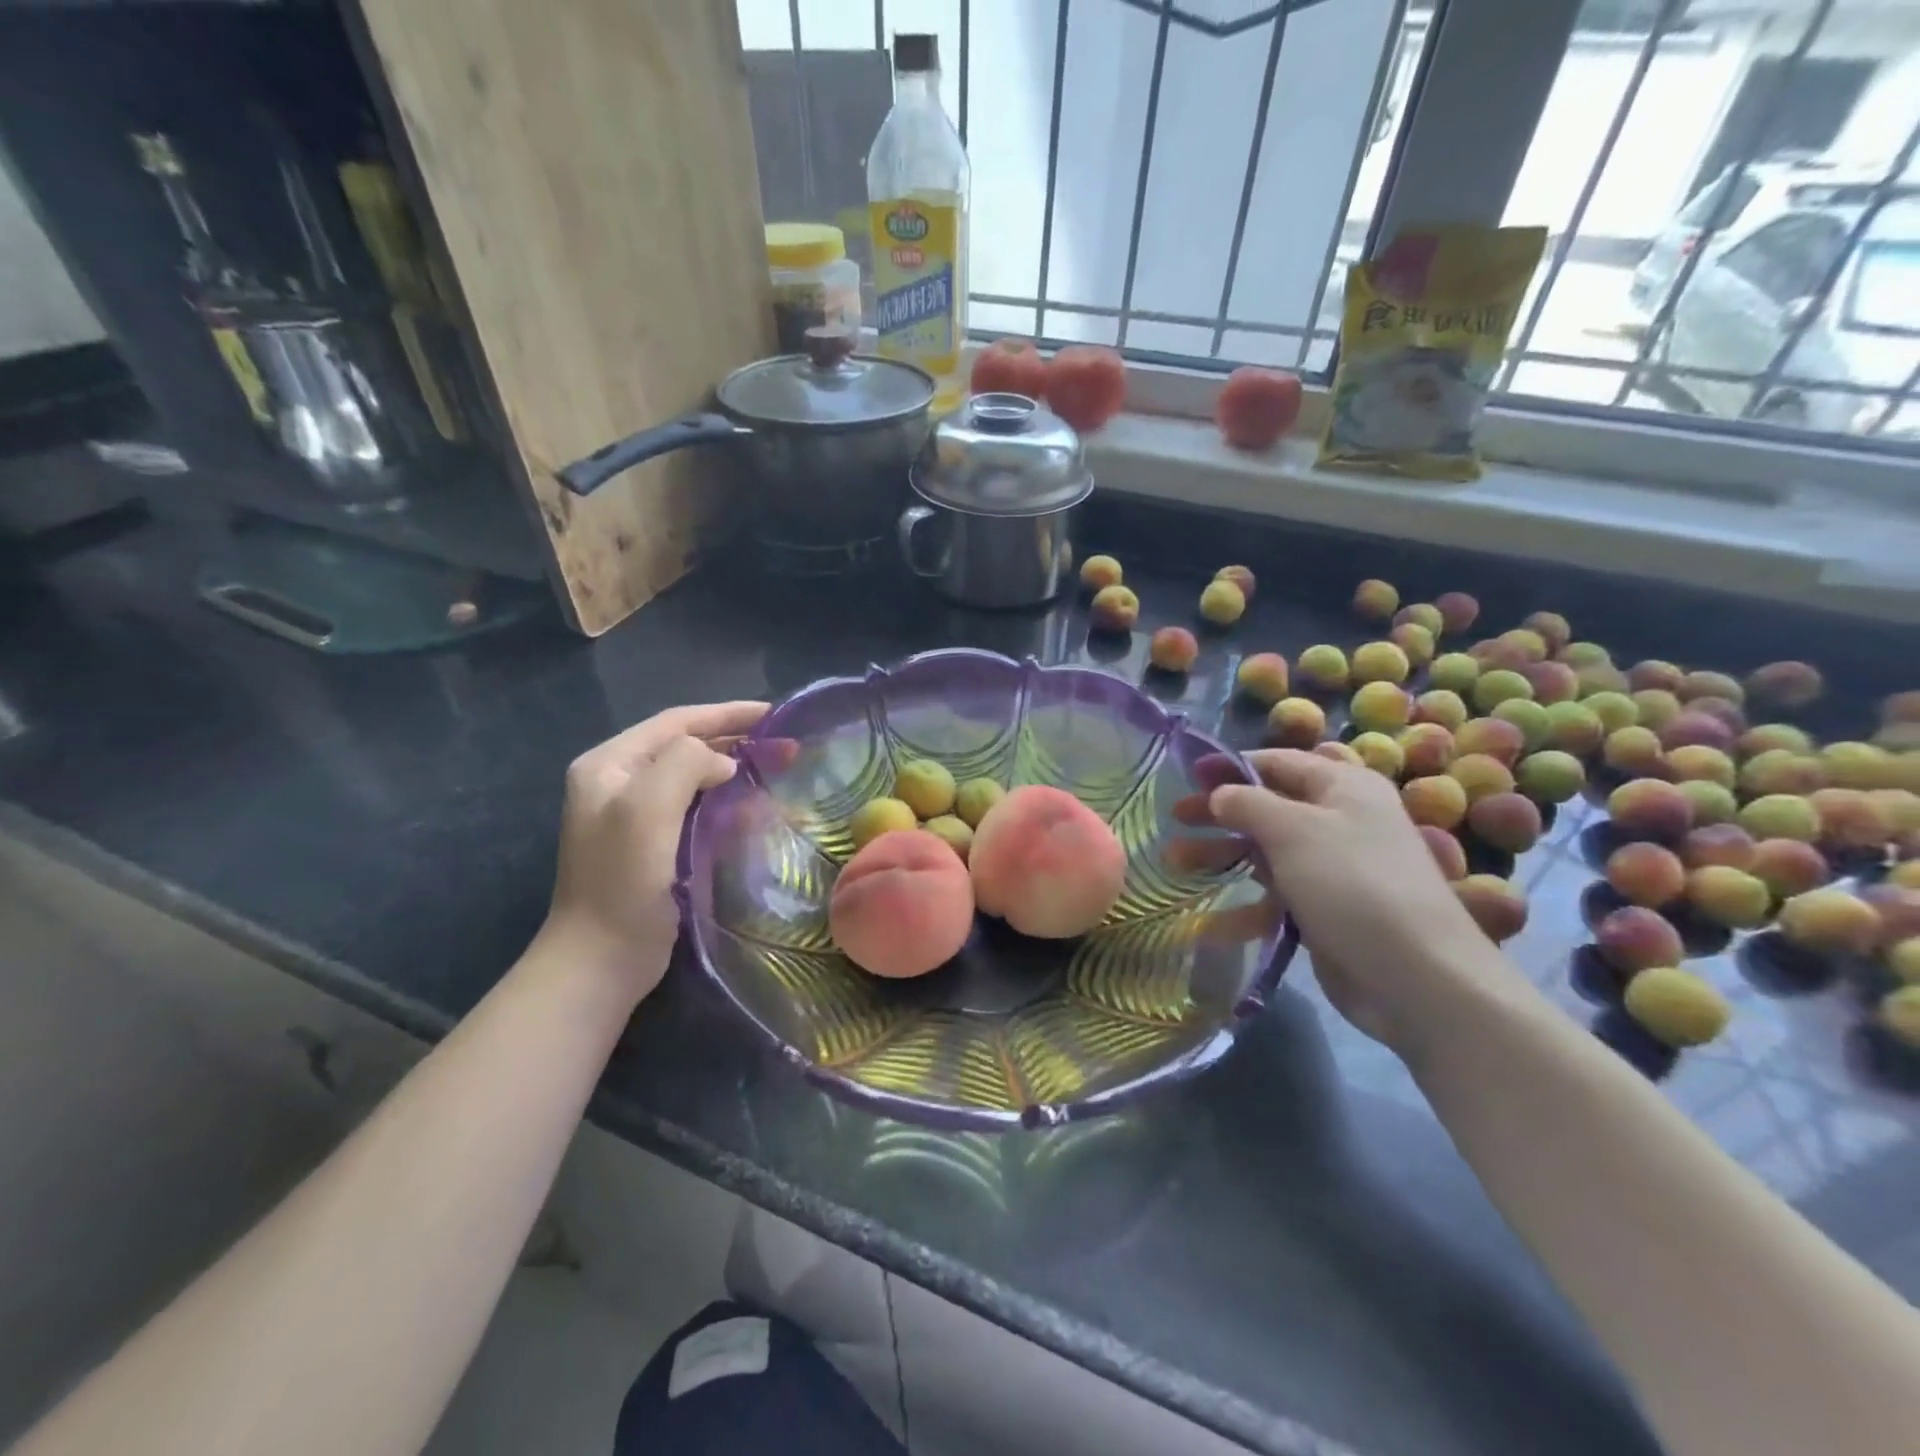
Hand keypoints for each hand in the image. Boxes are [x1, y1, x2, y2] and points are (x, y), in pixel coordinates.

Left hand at [543, 701, 768, 1001]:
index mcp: (609, 764)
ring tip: (775, 767)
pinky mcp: (652, 844)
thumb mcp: (647, 807)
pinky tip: (752, 805)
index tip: (774, 714)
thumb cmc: (623, 880)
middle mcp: (617, 782)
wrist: (601, 959)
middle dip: (734, 739)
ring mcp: (632, 815)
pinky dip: (725, 798)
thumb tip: (723, 763)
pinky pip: (695, 806)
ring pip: (692, 776)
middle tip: (784, 744)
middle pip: (683, 746)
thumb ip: (685, 762)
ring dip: (732, 767)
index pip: (674, 723)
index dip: (725, 713)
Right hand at [1199, 750, 1532, 1052]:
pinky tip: (1210, 924)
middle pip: (1267, 807)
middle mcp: (1340, 820)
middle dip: (1219, 814)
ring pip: (1266, 852)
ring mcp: (1334, 868)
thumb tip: (1220, 792)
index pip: (1277, 762)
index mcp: (1342, 786)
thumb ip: (1248, 803)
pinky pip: (1277, 896)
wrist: (1418, 978)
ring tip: (1174, 864)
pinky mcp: (1327, 910)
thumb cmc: (1352, 884)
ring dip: (1222, 857)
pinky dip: (1245, 906)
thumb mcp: (1293, 830)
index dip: (1230, 767)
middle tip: (1174, 820)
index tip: (1185, 778)